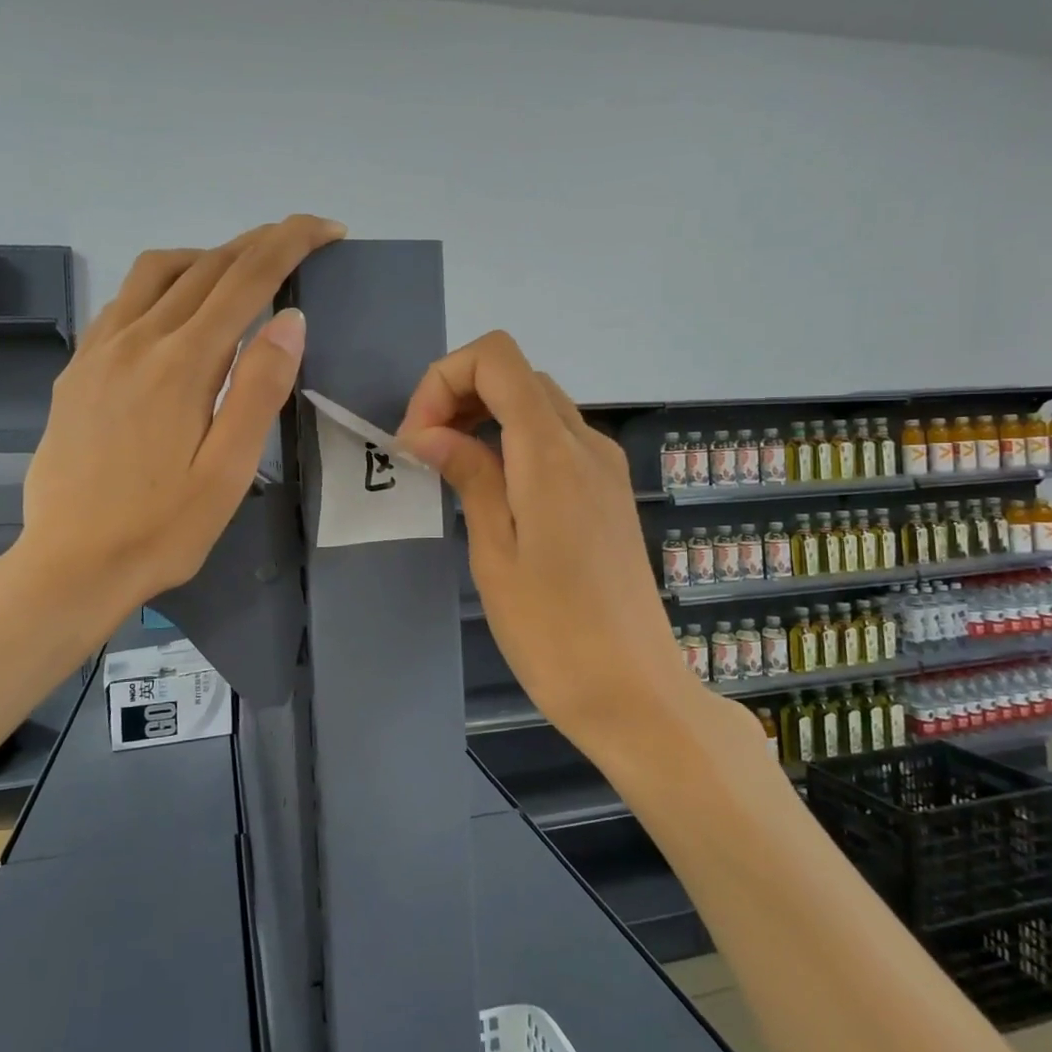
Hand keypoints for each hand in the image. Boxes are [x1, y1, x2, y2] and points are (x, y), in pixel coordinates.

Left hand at [12, 215, 345, 611]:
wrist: (69, 564)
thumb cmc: (163, 528)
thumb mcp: (228, 470)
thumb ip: (259, 389)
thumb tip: (290, 319)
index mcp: (183, 363)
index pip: (246, 279)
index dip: (291, 243)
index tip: (327, 228)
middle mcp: (137, 340)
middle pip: (205, 266)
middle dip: (258, 243)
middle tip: (299, 241)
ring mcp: (99, 351)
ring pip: (157, 272)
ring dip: (207, 258)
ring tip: (240, 276)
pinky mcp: (78, 369)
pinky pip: (124, 302)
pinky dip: (163, 286)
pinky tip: (176, 315)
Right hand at [397, 332, 747, 755]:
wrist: (634, 692)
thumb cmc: (552, 632)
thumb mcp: (495, 553)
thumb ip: (468, 475)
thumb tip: (427, 432)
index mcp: (552, 452)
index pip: (497, 358)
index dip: (444, 379)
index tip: (417, 437)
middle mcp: (587, 443)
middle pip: (517, 375)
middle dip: (460, 395)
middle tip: (425, 453)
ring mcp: (605, 466)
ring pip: (538, 404)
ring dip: (486, 416)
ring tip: (451, 469)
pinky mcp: (610, 491)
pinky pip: (557, 439)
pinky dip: (515, 441)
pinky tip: (495, 490)